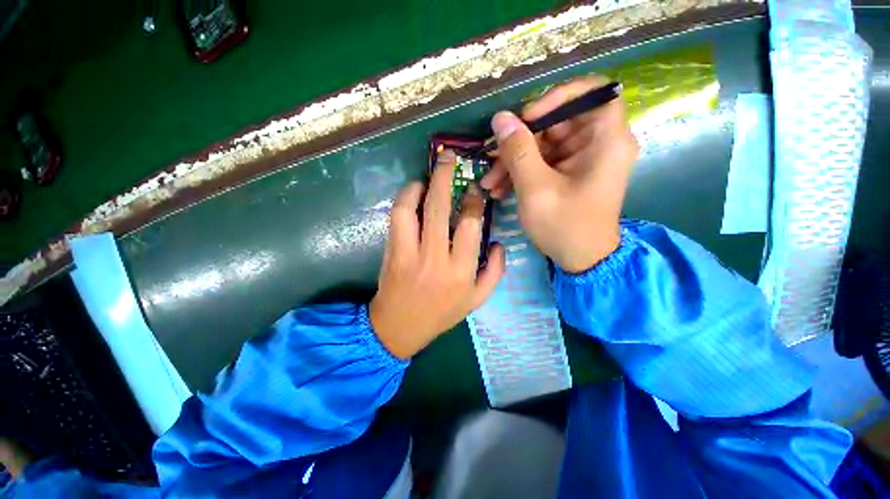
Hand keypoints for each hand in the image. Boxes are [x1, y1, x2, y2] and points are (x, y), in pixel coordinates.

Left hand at [370, 150, 504, 358]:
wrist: (400, 326)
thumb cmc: (442, 313)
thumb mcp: (478, 299)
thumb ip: (495, 271)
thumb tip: (499, 242)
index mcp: (462, 270)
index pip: (471, 224)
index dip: (473, 201)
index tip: (473, 190)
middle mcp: (436, 258)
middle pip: (440, 208)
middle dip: (445, 177)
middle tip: (449, 158)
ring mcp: (410, 253)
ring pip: (413, 209)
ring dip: (420, 186)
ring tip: (427, 177)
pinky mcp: (392, 251)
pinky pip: (396, 218)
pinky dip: (403, 200)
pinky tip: (411, 194)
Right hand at [480, 76, 638, 272]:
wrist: (581, 260)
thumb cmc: (565, 226)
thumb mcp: (536, 189)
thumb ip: (518, 151)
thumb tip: (500, 118)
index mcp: (606, 139)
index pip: (591, 91)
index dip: (556, 97)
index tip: (527, 118)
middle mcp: (598, 142)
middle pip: (556, 122)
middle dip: (519, 141)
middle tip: (490, 158)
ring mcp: (582, 158)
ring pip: (543, 144)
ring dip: (513, 162)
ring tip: (489, 183)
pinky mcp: (569, 172)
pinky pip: (542, 162)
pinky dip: (520, 173)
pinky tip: (499, 189)